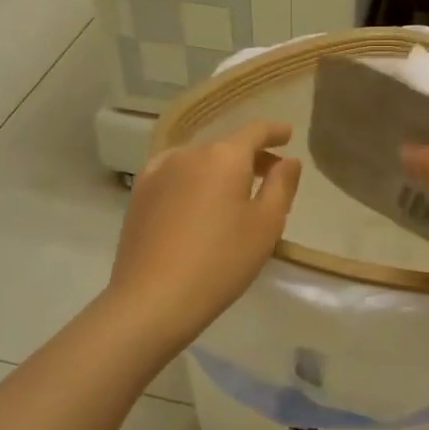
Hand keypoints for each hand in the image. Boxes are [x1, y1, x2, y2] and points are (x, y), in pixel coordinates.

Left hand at [107, 120, 302, 351]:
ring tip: (233, 194)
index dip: (274, 131)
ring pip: (199, 161)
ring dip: (220, 170)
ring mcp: (158, 172)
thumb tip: (288, 161)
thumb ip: (282, 185)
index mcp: (224, 156)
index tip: (287, 135)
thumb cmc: (221, 261)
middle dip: (250, 157)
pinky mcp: (140, 195)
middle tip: (270, 177)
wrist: (153, 298)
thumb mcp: (266, 224)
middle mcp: (189, 154)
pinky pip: (175, 176)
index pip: (254, 131)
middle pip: (226, 146)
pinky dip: (193, 180)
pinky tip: (196, 201)